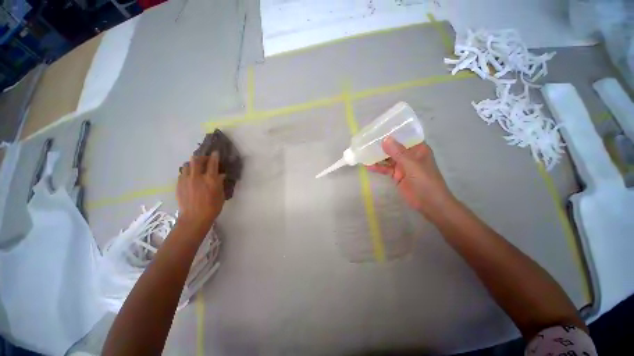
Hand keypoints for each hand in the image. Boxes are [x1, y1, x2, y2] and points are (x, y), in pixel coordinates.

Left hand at [177, 153, 225, 230]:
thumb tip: (221, 175)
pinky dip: (187, 171)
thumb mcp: (221, 195)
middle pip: (196, 160)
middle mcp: (197, 177)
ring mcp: (186, 180)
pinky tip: (190, 176)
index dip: (214, 156)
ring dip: (192, 164)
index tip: (215, 152)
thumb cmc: (212, 207)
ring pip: (186, 165)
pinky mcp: (178, 184)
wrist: (194, 218)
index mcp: (210, 179)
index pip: (212, 163)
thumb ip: (220, 183)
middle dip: (201, 157)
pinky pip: (182, 173)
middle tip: (205, 160)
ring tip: (196, 167)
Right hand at [367, 137, 455, 218]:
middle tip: (367, 139)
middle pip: (393, 146)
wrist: (429, 204)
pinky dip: (377, 167)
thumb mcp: (412, 165)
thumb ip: (398, 153)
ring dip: (377, 156)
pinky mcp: (396, 175)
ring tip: (364, 151)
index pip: (404, 135)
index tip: (379, 128)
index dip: (393, 131)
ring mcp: (402, 165)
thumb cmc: (425, 182)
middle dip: (381, 144)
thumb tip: (385, 139)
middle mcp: (409, 154)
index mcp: (417, 148)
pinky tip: (367, 166)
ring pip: (387, 158)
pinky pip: (385, 169)